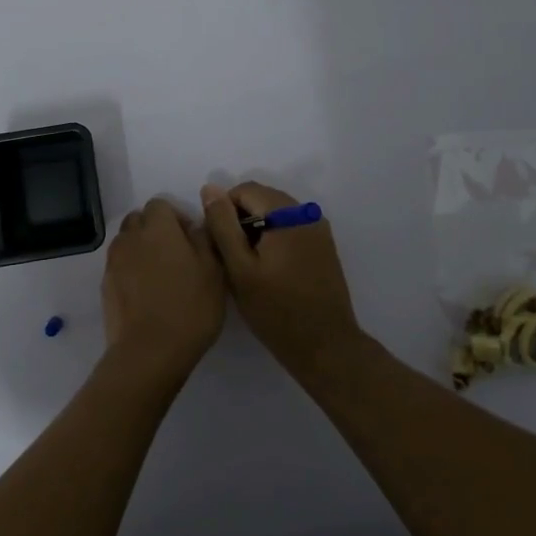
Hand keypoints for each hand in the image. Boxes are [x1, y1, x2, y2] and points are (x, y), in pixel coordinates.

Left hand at [99, 198, 226, 384]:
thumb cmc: (190, 307)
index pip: (160, 204)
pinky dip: (131, 270)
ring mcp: (114, 262)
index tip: (191, 240)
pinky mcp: (106, 285)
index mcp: (157, 228)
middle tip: (176, 255)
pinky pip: (120, 265)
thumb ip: (205, 239)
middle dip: (155, 229)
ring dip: (142, 249)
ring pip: (127, 242)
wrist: (150, 351)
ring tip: (161, 275)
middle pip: (139, 220)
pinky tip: (147, 294)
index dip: (177, 217)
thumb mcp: (214, 271)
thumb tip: (195, 227)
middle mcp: (130, 238)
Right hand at [202, 181, 362, 368]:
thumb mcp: (240, 268)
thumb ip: (223, 225)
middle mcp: (308, 213)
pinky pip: (291, 228)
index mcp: (288, 213)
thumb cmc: (276, 310)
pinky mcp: (324, 246)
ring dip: (257, 230)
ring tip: (248, 266)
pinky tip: (269, 270)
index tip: (218, 244)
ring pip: (276, 214)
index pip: (245, 190)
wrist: (325, 347)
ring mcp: (319, 229)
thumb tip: (210, 188)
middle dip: (241, 220)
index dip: (224, 212)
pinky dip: (274, 239)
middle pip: (262, 199)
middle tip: (231, 257)